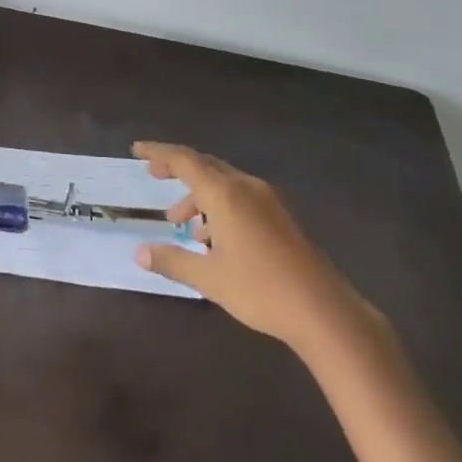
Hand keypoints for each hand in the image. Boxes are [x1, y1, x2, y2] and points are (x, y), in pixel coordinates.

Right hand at [131, 142, 385, 357]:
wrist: (324, 310)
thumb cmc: (260, 289)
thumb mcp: (208, 278)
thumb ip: (172, 260)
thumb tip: (139, 252)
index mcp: (225, 194)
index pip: (185, 160)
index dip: (158, 152)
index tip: (137, 150)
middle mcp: (246, 188)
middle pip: (206, 166)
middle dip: (178, 169)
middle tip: (154, 176)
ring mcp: (268, 201)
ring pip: (224, 184)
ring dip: (199, 196)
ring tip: (182, 225)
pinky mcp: (281, 217)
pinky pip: (241, 198)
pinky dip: (219, 206)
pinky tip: (214, 239)